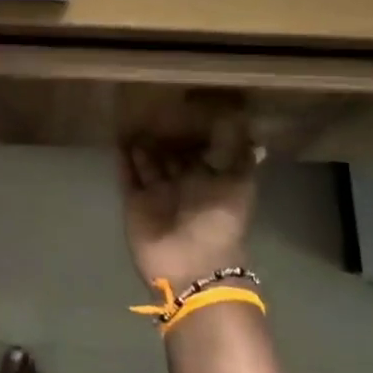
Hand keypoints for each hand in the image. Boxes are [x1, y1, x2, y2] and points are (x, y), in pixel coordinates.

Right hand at [120, 120, 261, 288]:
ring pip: (146, 164)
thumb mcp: (240, 187)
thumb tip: (255, 136)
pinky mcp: (135, 203)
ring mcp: (156, 194)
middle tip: (151, 108)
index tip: (182, 108)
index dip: (190, 133)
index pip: (196, 152)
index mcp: (207, 181)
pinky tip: (118, 138)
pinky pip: (127, 176)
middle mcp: (181, 186)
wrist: (193, 265)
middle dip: (162, 137)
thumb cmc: (219, 222)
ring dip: (140, 145)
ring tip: (131, 117)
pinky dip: (123, 160)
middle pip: (169, 156)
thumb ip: (242, 160)